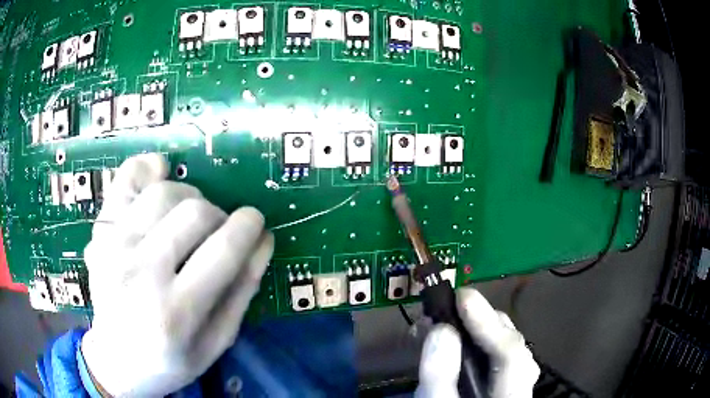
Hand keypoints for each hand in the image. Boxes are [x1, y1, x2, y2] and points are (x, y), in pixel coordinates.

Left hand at [81, 153, 273, 396]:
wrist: (117, 359)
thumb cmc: (171, 360)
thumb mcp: (217, 341)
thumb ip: (242, 291)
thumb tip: (263, 239)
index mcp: (175, 313)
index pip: (222, 250)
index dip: (248, 226)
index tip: (255, 221)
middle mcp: (140, 274)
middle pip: (194, 212)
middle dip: (218, 215)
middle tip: (217, 232)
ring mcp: (114, 248)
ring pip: (163, 191)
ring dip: (188, 198)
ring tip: (188, 219)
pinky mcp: (101, 233)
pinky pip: (126, 180)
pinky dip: (147, 169)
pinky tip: (158, 172)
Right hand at [417, 288, 539, 397]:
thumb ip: (439, 374)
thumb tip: (441, 330)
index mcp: (511, 394)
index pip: (510, 353)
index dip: (488, 322)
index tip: (462, 297)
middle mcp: (522, 386)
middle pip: (513, 345)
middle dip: (484, 321)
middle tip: (454, 307)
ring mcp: (517, 385)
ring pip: (508, 350)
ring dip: (482, 330)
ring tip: (455, 321)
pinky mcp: (505, 385)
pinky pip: (499, 358)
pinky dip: (481, 344)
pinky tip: (463, 343)